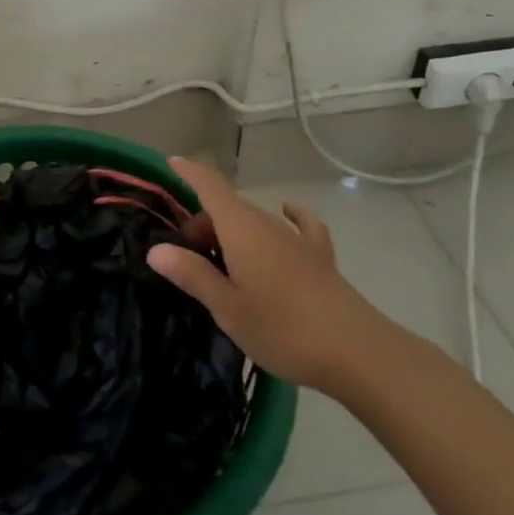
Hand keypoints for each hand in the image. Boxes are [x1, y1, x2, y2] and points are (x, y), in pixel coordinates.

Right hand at [147, 156, 383, 394]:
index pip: (210, 187)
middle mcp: (267, 223)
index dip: (190, 172)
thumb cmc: (282, 328)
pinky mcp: (320, 256)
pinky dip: (287, 216)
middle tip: (187, 255)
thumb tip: (156, 250)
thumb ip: (192, 274)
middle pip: (229, 206)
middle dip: (204, 220)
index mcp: (240, 229)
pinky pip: (298, 225)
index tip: (171, 162)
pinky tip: (287, 214)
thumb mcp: (227, 307)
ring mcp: (297, 238)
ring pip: (255, 218)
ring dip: (232, 228)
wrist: (357, 351)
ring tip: (220, 258)